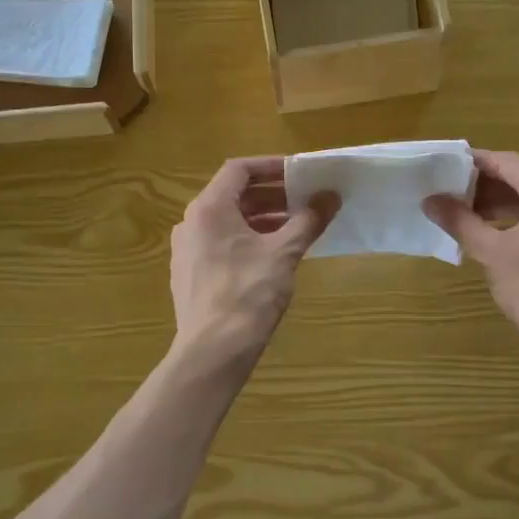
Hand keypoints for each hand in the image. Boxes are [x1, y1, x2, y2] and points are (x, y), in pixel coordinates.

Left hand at [170, 157, 336, 369]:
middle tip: (306, 201)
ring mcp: (187, 251)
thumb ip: (308, 220)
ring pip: (228, 222)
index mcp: (209, 209)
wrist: (213, 352)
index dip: (272, 166)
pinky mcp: (191, 275)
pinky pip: (221, 245)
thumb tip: (331, 195)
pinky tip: (274, 257)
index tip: (301, 174)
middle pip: (234, 196)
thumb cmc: (248, 294)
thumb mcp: (284, 253)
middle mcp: (191, 223)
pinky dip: (248, 241)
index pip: (239, 169)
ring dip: (262, 220)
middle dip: (272, 196)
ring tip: (296, 229)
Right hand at [425, 150, 518, 367]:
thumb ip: (460, 221)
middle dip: (487, 186)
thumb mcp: (492, 253)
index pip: (506, 162)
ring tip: (469, 216)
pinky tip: (499, 234)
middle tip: (452, 195)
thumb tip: (430, 200)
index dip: (474, 163)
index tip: (446, 168)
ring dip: (504, 204)